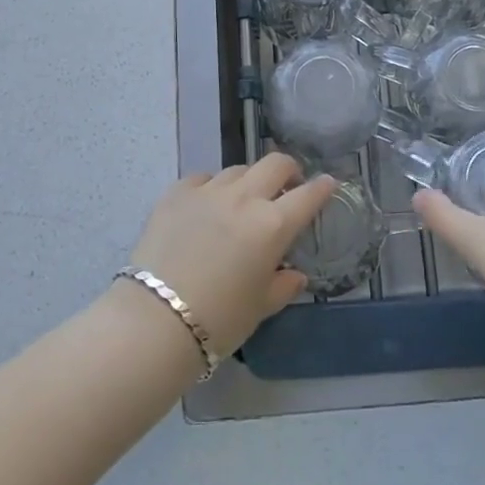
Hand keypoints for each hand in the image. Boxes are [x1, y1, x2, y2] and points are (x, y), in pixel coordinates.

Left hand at [126, 156, 337, 357]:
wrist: (155, 320)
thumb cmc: (218, 320)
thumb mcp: (260, 307)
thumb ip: (283, 285)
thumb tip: (295, 274)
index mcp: (272, 225)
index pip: (308, 196)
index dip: (322, 188)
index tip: (328, 184)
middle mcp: (244, 198)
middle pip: (275, 164)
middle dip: (288, 171)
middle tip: (287, 187)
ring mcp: (208, 191)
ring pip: (238, 170)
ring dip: (248, 181)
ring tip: (243, 201)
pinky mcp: (176, 193)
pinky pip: (202, 178)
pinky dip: (211, 187)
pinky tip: (206, 205)